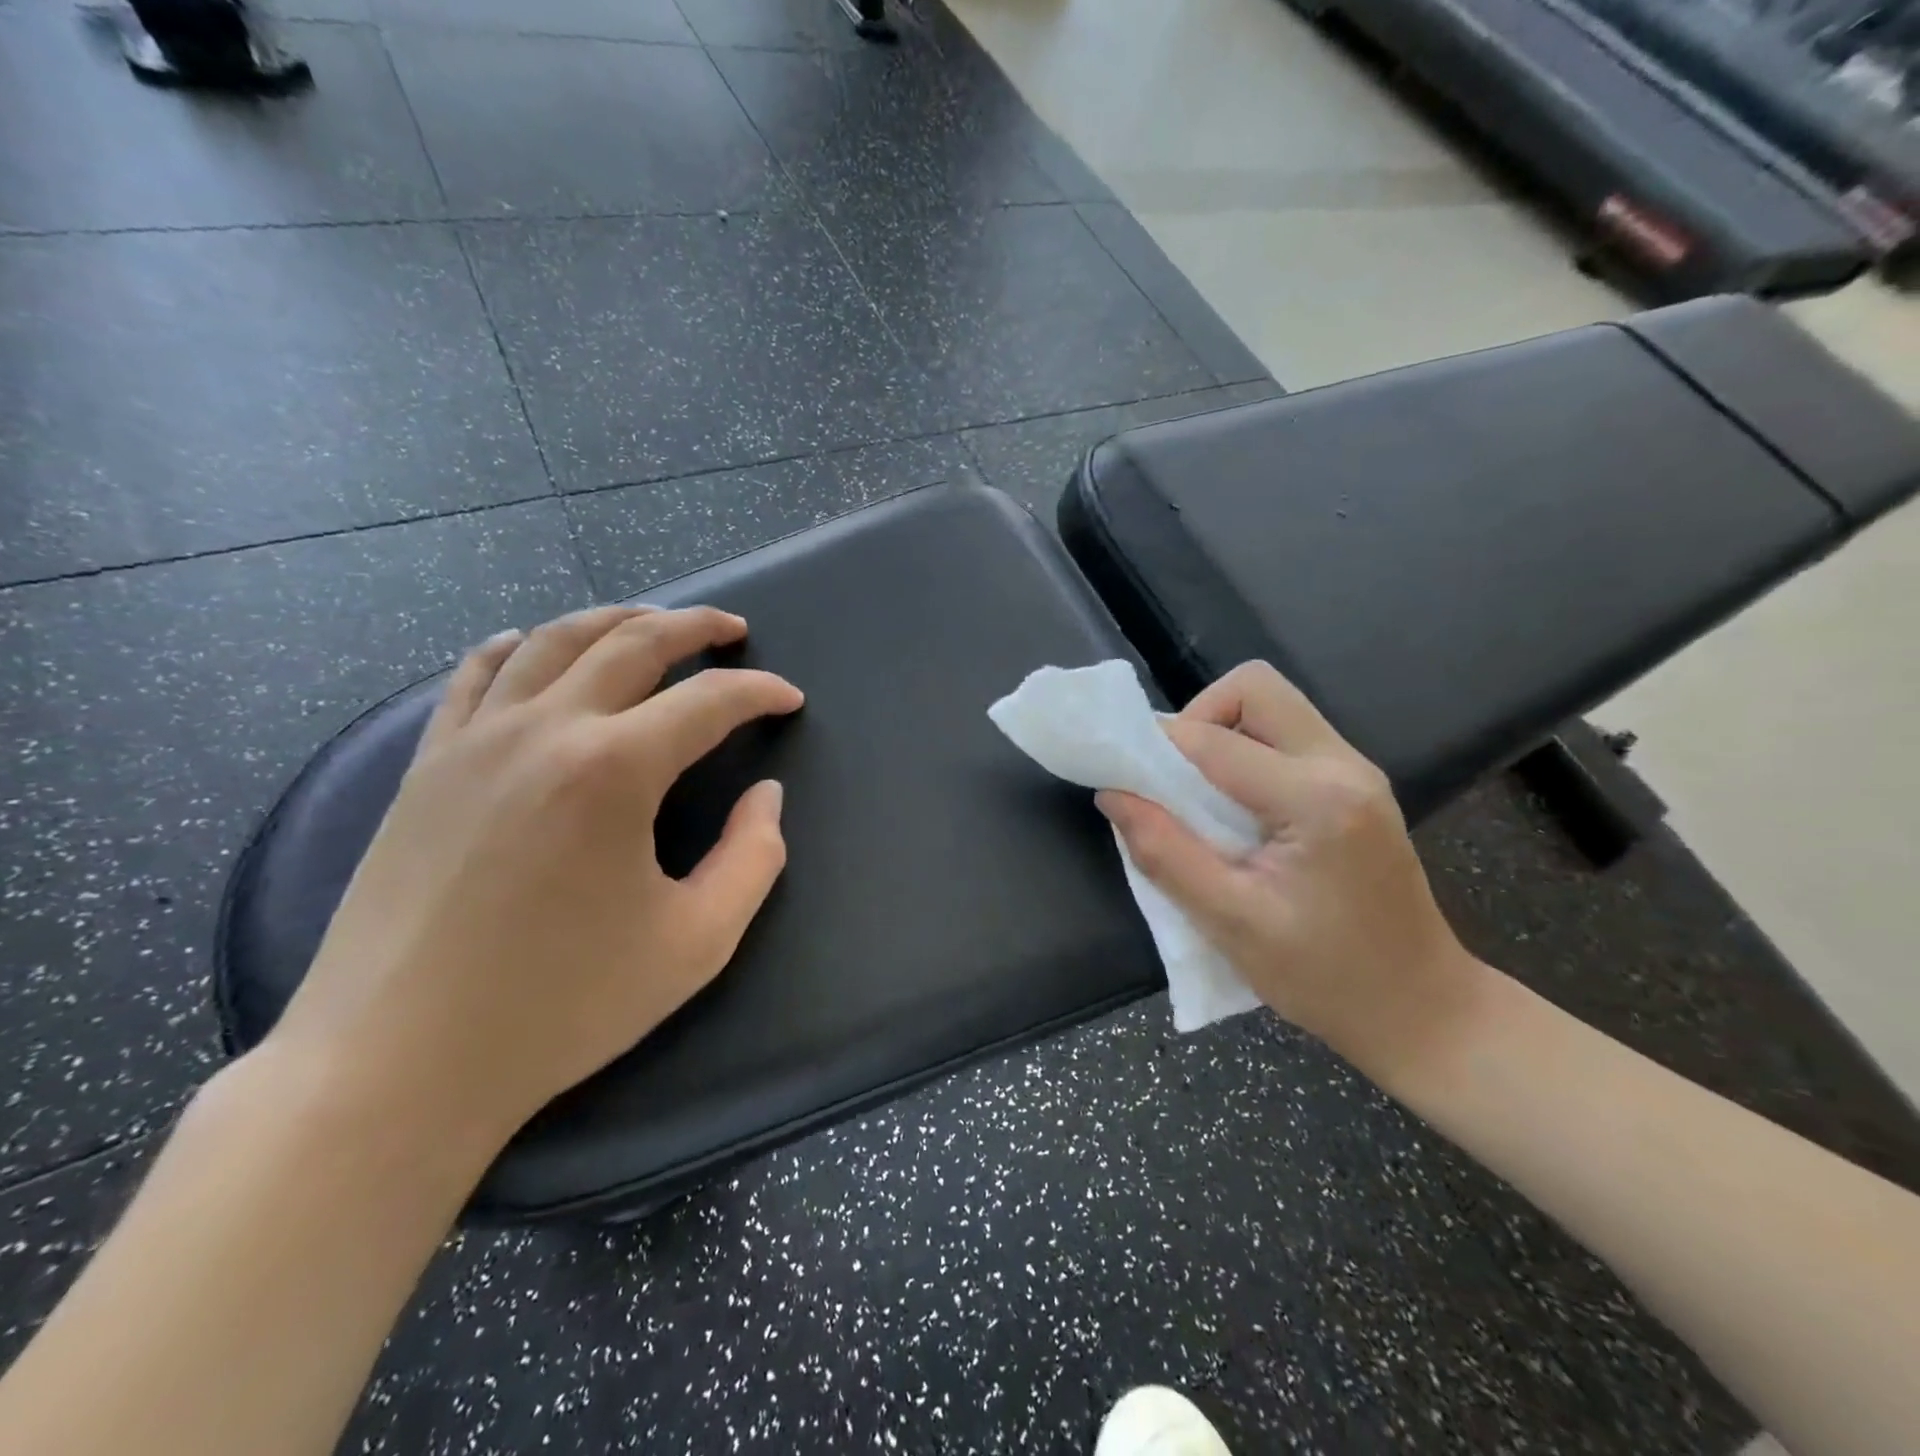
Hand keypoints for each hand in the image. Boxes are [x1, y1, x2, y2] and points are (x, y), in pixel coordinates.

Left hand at [260, 604, 804, 1157]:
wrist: (396, 1065)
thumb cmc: (561, 1006)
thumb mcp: (697, 943)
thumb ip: (754, 858)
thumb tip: (766, 796)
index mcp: (615, 770)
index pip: (708, 701)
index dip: (759, 693)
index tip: (789, 699)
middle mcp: (544, 731)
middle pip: (632, 642)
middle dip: (694, 627)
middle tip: (732, 631)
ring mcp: (474, 740)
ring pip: (553, 641)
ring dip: (615, 619)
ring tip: (653, 622)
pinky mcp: (426, 765)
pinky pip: (476, 674)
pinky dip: (521, 645)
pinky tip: (538, 645)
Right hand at [1097, 662, 1477, 1067]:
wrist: (1421, 1009)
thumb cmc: (1325, 977)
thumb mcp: (1230, 923)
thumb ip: (1165, 852)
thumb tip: (1113, 795)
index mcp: (1317, 800)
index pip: (1214, 740)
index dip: (1154, 746)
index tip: (1118, 772)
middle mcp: (1343, 766)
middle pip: (1255, 688)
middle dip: (1197, 716)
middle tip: (1169, 776)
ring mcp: (1356, 771)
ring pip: (1272, 706)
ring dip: (1221, 732)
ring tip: (1194, 792)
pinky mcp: (1355, 785)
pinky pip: (1287, 736)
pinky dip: (1245, 751)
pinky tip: (1231, 807)